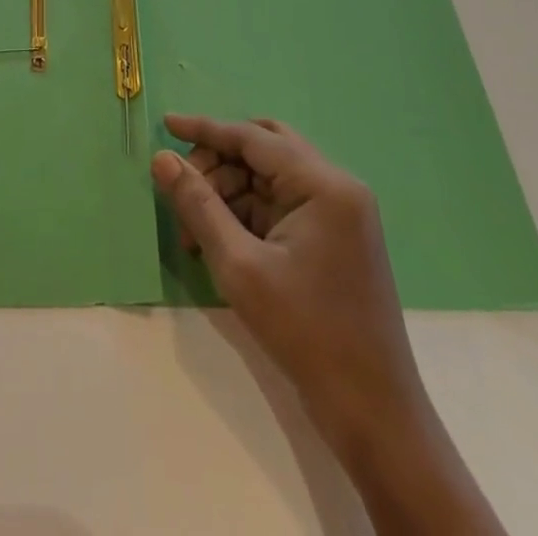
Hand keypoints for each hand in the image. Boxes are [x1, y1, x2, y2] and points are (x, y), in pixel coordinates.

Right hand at [153, 116, 504, 534]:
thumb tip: (163, 159)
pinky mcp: (334, 238)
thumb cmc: (307, 334)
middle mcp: (336, 187)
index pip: (254, 138)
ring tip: (193, 232)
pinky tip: (219, 241)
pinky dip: (248, 213)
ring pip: (270, 178)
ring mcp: (339, 213)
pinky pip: (282, 205)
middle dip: (218, 163)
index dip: (206, 129)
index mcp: (324, 184)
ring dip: (229, 193)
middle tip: (182, 189)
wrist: (374, 414)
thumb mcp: (240, 268)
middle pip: (265, 149)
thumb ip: (199, 206)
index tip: (166, 124)